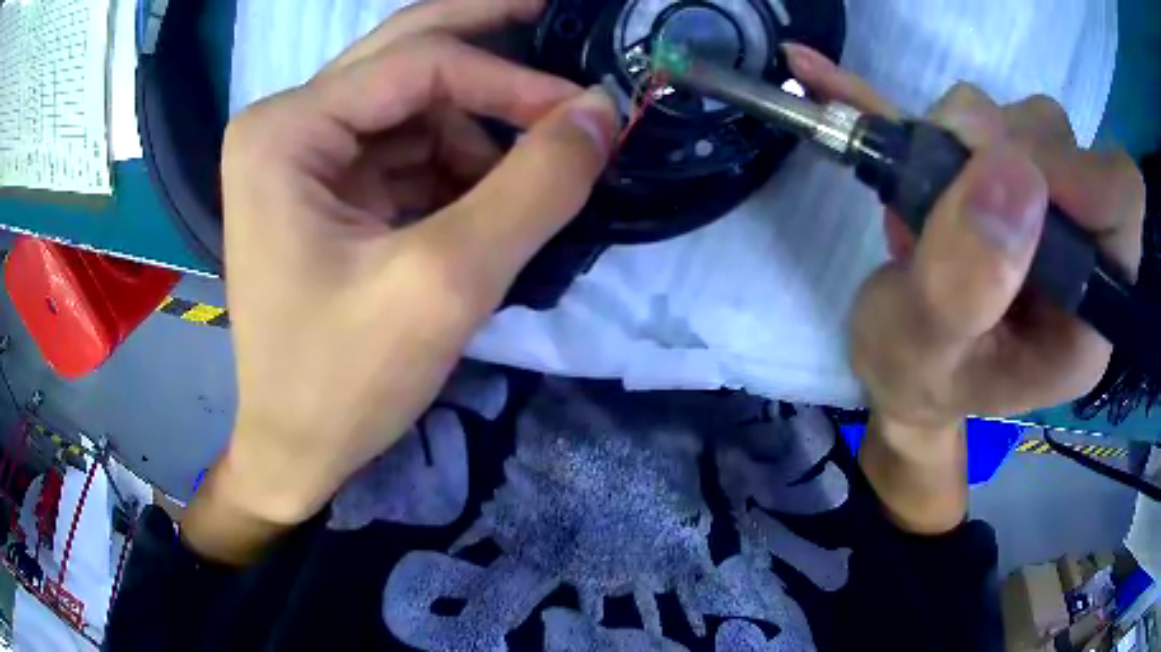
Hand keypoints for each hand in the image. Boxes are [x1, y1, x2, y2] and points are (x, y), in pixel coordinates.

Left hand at [186, 0, 617, 561]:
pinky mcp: (320, 186)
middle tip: (561, 18)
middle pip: (406, 56)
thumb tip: (602, 112)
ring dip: (476, 131)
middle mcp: (284, 124)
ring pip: (411, 103)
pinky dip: (452, 165)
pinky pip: (402, 146)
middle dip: (492, 50)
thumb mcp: (446, 284)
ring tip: (515, 190)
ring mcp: (299, 153)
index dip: (513, 80)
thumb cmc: (344, 381)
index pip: (419, 63)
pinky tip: (476, 211)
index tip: (589, 114)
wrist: (295, 449)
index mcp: (284, 130)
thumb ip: (534, 187)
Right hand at [784, 44, 1143, 531]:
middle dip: (999, 148)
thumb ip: (968, 286)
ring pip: (1023, 119)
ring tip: (922, 196)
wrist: (901, 367)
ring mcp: (1045, 205)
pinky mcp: (1005, 173)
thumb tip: (1012, 174)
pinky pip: (970, 109)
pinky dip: (910, 90)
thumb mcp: (928, 354)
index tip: (1009, 174)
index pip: (1122, 204)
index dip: (1079, 171)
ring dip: (961, 134)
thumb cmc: (916, 380)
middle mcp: (1081, 248)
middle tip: (943, 192)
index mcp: (1087, 314)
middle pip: (1067, 145)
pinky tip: (829, 80)